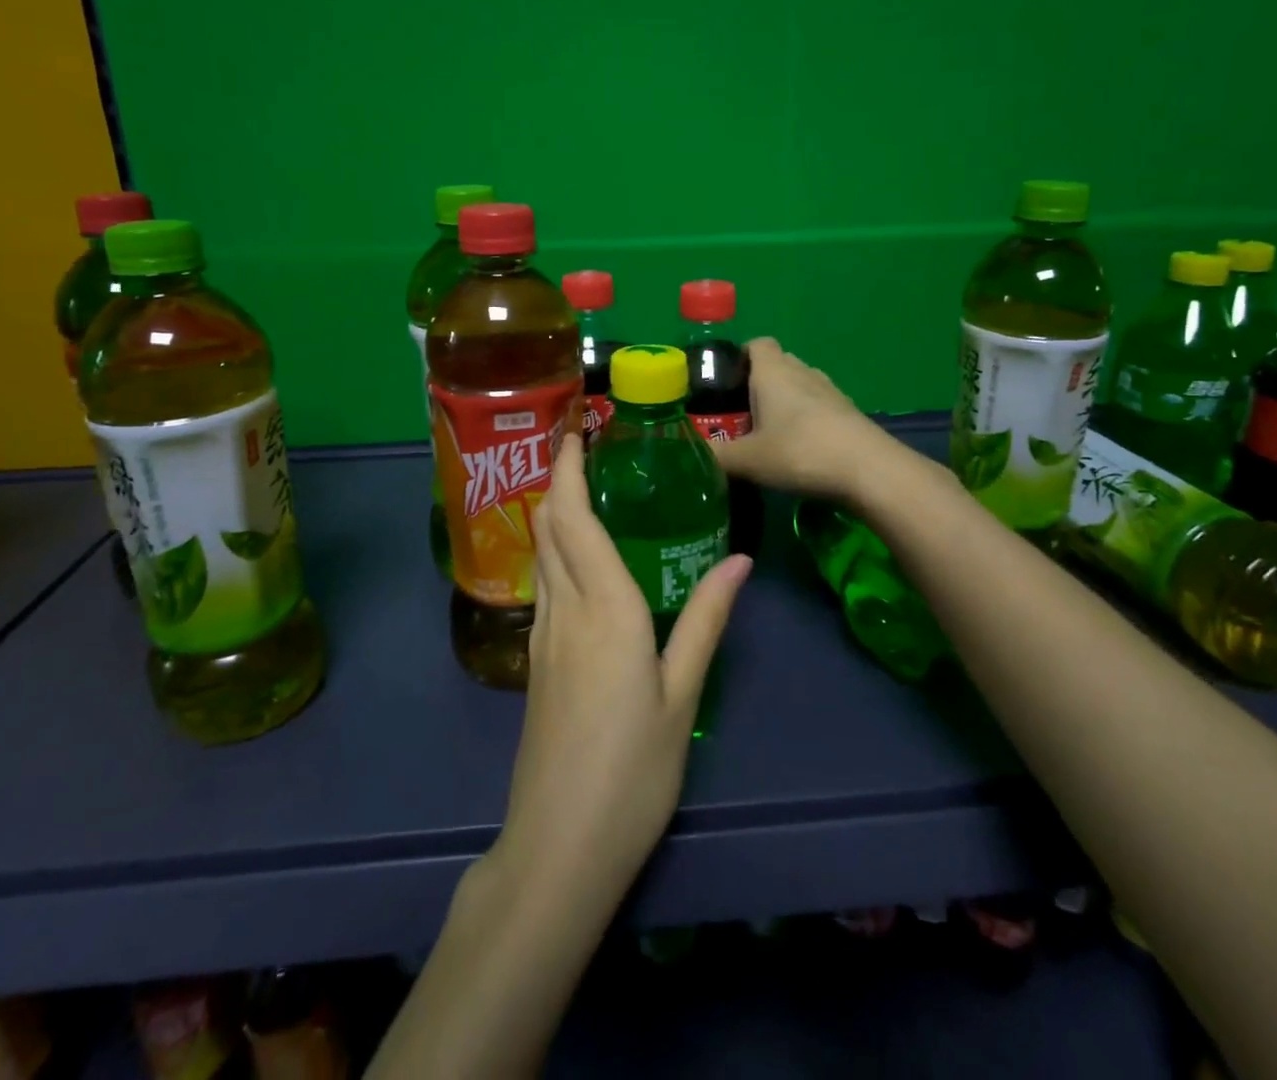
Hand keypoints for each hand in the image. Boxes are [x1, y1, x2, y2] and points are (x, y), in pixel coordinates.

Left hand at [492, 433, 751, 907]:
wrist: (560, 844)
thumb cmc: (634, 769)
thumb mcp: (681, 693)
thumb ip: (706, 619)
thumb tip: (740, 561)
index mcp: (604, 606)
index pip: (574, 517)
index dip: (568, 469)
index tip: (574, 431)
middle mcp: (565, 608)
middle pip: (548, 526)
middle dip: (557, 479)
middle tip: (581, 448)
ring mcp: (543, 635)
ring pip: (541, 553)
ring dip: (552, 512)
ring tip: (581, 488)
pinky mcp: (536, 660)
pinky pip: (544, 584)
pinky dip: (555, 550)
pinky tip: (578, 558)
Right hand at [711, 338, 898, 499]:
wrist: (868, 470)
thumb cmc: (799, 452)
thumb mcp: (747, 460)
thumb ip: (715, 455)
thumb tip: (689, 454)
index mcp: (773, 372)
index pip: (756, 343)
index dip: (739, 356)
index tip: (724, 382)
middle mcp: (802, 371)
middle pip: (777, 364)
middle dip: (757, 383)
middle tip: (738, 414)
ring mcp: (830, 390)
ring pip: (799, 385)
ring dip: (783, 401)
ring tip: (767, 432)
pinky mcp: (848, 412)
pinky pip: (818, 405)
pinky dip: (805, 418)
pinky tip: (798, 448)